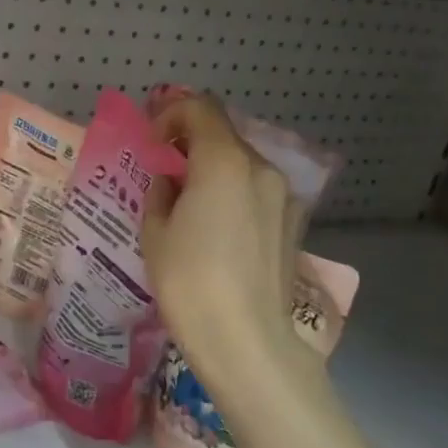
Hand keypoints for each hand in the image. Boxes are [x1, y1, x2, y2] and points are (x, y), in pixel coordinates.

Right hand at [142, 96, 317, 401]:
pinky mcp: (294, 223)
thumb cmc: (188, 281)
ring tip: (190, 208)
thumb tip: (171, 178)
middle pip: (223, 135)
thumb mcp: (155, 230)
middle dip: (190, 144)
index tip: (153, 145)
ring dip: (213, 170)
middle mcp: (261, 168)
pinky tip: (218, 232)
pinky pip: (257, 192)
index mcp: (224, 161)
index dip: (171, 114)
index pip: (200, 108)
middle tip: (165, 175)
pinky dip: (234, 194)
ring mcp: (284, 196)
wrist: (245, 339)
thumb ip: (161, 189)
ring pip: (242, 164)